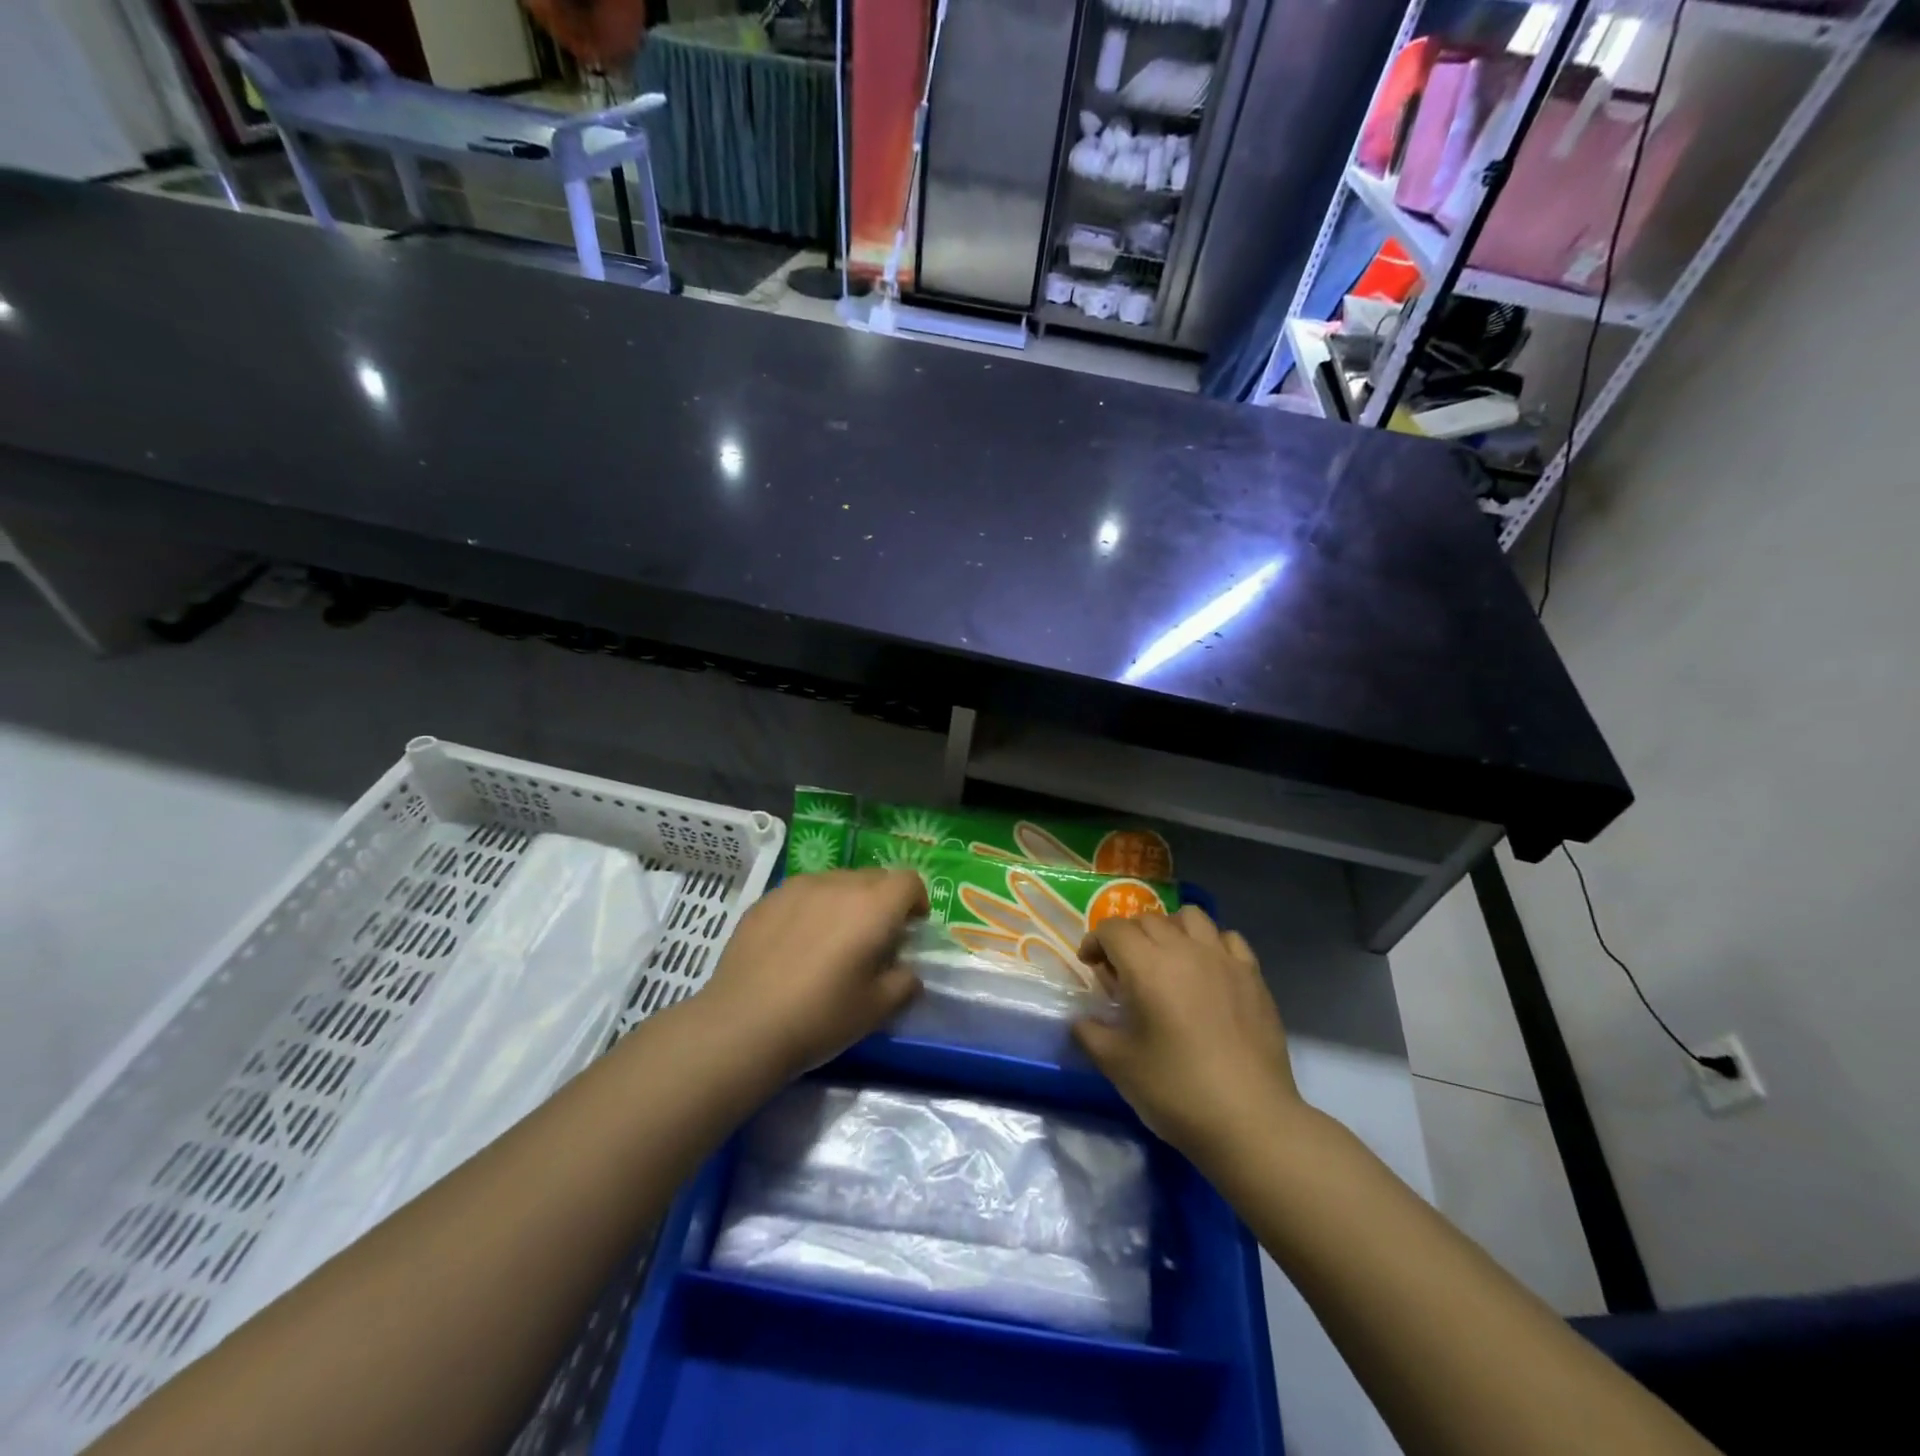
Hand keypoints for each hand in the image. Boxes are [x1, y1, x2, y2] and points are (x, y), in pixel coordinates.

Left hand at [697, 868, 926, 1078]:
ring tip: (831, 939)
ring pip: (836, 881)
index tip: (910, 928)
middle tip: (873, 938)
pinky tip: (795, 944)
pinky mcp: (767, 898)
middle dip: (882, 901)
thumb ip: (904, 983)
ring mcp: (798, 887)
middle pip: (873, 877)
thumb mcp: (876, 1009)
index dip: (916, 900)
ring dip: (846, 902)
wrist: (742, 1026)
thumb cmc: (820, 1017)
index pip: (908, 880)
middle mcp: (838, 884)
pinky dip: (811, 908)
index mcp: (873, 906)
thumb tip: (906, 972)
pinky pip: (803, 893)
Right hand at [1073, 906, 1302, 1160]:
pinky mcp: (1253, 976)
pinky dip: (1210, 944)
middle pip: (1148, 920)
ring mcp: (1223, 960)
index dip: (1095, 941)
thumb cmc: (1177, 1091)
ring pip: (1190, 917)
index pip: (1113, 930)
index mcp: (1147, 967)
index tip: (1090, 965)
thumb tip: (1081, 1020)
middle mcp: (1185, 951)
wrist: (1250, 1121)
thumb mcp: (1118, 1066)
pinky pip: (1227, 939)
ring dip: (1170, 929)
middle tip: (1122, 969)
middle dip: (1127, 936)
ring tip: (1166, 959)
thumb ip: (1090, 1034)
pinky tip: (1207, 970)